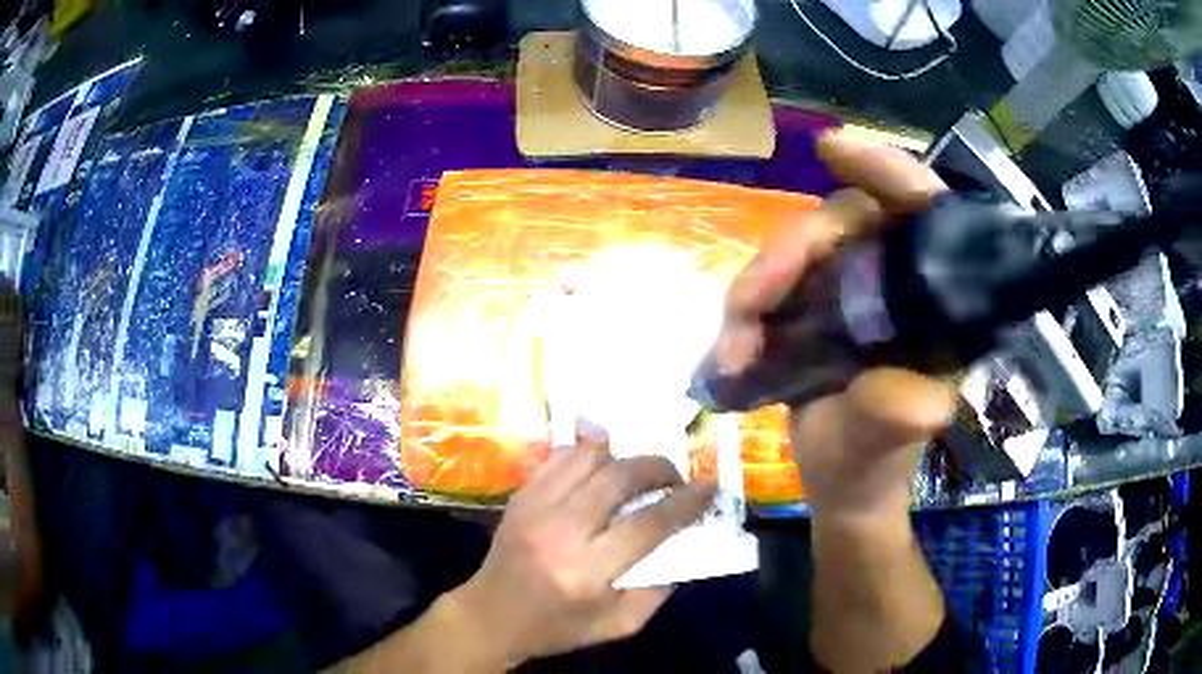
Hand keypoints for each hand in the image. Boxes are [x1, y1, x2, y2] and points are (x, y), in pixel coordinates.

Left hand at [454, 448, 715, 665]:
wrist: (492, 615)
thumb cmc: (559, 626)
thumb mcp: (618, 624)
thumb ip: (658, 589)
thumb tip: (685, 543)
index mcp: (586, 572)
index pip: (648, 524)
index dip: (686, 502)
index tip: (709, 488)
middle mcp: (560, 531)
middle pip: (621, 478)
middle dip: (660, 469)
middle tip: (676, 480)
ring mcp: (535, 507)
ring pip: (590, 457)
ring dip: (625, 460)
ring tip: (638, 476)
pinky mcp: (521, 495)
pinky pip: (561, 457)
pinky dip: (591, 455)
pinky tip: (602, 470)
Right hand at [724, 131, 955, 518]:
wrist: (841, 490)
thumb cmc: (874, 468)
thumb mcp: (886, 446)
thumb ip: (896, 418)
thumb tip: (918, 398)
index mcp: (937, 303)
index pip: (924, 211)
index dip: (884, 172)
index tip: (832, 150)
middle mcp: (897, 282)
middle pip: (842, 224)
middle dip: (791, 254)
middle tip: (751, 304)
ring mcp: (852, 291)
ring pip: (797, 251)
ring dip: (757, 289)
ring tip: (736, 349)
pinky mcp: (813, 306)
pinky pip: (773, 283)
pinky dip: (747, 309)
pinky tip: (734, 350)